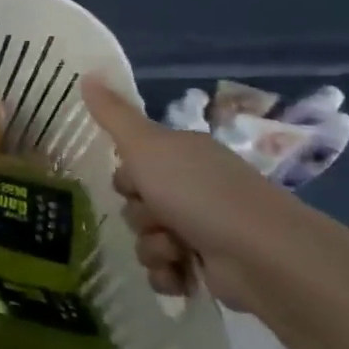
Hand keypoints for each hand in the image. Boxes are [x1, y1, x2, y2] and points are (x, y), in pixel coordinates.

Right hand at [80, 74, 303, 309]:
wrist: (261, 255)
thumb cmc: (199, 193)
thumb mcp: (147, 147)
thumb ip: (114, 115)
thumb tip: (87, 73)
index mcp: (182, 156)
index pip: (132, 165)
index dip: (127, 177)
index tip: (135, 182)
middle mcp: (194, 188)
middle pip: (136, 204)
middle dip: (139, 217)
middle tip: (158, 217)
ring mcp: (203, 228)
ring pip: (146, 239)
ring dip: (152, 248)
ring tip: (175, 251)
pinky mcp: (209, 267)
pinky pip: (164, 271)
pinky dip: (167, 275)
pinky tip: (180, 274)